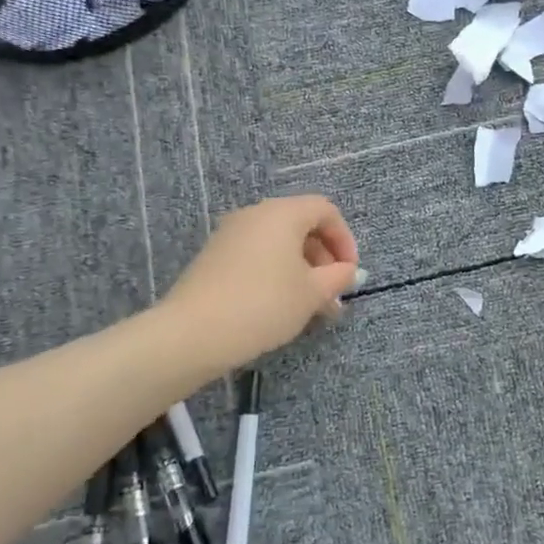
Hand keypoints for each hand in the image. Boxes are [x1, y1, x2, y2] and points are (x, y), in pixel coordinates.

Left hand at [162, 196, 359, 371]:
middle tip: (333, 293)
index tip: (350, 272)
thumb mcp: (312, 293)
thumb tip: (348, 271)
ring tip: (311, 306)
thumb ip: (338, 277)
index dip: (345, 239)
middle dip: (324, 258)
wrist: (193, 333)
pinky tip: (281, 306)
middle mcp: (254, 215)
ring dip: (302, 270)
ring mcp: (230, 235)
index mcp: (282, 214)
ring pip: (279, 244)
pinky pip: (257, 256)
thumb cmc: (264, 304)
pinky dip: (277, 273)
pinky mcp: (214, 258)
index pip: (325, 210)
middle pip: (301, 225)